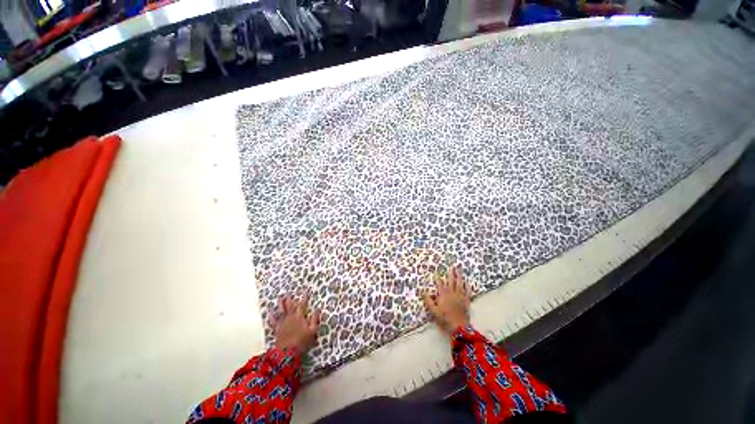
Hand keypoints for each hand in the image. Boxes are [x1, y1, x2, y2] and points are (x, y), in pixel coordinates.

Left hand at [274, 295, 319, 354]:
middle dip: (289, 299)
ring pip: (281, 311)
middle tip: (288, 293)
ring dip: (280, 304)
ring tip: (280, 298)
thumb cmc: (302, 341)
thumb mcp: (312, 330)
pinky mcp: (277, 329)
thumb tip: (317, 309)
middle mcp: (290, 317)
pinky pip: (273, 321)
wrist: (287, 352)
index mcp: (299, 316)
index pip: (302, 305)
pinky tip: (269, 312)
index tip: (305, 291)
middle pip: (290, 306)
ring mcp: (283, 323)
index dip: (304, 298)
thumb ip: (315, 319)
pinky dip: (271, 316)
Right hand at [422, 265, 470, 334]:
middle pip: (451, 281)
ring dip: (459, 276)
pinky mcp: (466, 301)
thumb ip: (428, 301)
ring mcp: (460, 296)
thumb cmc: (445, 319)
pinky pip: (468, 292)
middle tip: (452, 266)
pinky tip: (467, 282)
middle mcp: (452, 293)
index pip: (440, 284)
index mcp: (443, 295)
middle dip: (451, 273)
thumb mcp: (433, 311)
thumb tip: (424, 291)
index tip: (437, 272)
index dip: (438, 278)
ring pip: (460, 284)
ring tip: (459, 270)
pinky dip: (467, 287)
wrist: (459, 327)